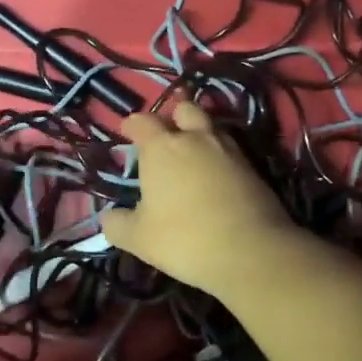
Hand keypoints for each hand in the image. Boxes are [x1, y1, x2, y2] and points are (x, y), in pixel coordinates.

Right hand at [100, 102, 295, 293]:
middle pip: (184, 109)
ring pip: (210, 126)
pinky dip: (219, 155)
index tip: (127, 131)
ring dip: (199, 133)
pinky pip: (230, 149)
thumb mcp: (139, 239)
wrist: (251, 251)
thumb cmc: (184, 239)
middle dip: (172, 117)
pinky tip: (215, 175)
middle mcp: (195, 138)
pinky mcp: (252, 166)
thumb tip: (108, 217)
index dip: (132, 124)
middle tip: (165, 136)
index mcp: (162, 147)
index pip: (142, 121)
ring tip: (191, 154)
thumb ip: (118, 225)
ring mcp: (228, 149)